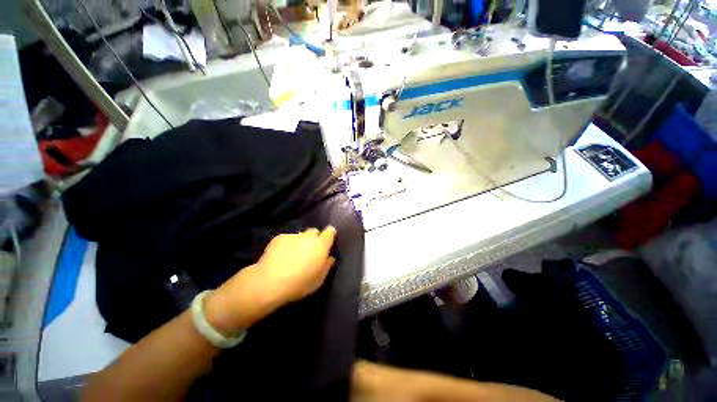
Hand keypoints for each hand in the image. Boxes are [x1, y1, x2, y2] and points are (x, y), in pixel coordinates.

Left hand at [255, 226, 336, 304]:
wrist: (269, 283)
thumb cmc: (299, 284)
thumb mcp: (319, 280)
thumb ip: (327, 266)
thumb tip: (330, 258)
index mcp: (321, 245)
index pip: (330, 231)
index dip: (330, 234)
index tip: (328, 240)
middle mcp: (308, 237)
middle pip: (314, 231)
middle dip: (314, 238)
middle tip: (310, 250)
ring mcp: (293, 236)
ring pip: (300, 235)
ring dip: (300, 241)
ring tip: (293, 254)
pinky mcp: (279, 238)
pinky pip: (288, 238)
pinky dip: (287, 245)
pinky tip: (281, 256)